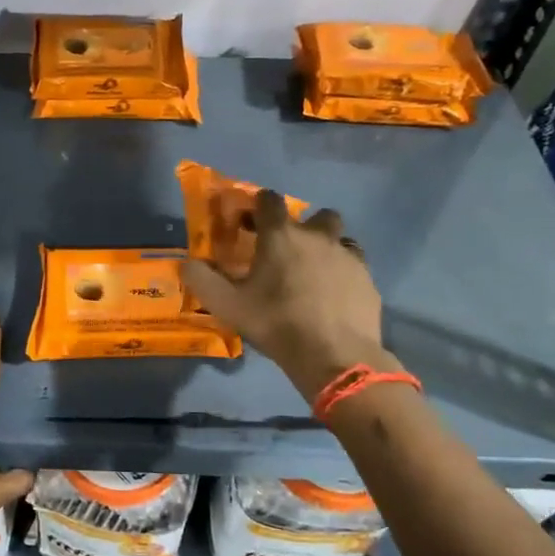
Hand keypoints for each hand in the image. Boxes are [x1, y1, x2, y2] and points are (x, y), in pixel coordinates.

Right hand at [182, 191, 392, 400]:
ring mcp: (348, 256)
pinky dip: (342, 273)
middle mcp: (318, 236)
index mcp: (281, 235)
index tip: (251, 222)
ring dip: (327, 247)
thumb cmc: (276, 323)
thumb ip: (202, 280)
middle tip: (288, 250)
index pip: (270, 200)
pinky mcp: (367, 279)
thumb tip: (187, 263)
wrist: (335, 355)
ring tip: (313, 272)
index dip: (259, 206)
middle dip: (303, 226)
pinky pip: (354, 265)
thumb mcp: (227, 305)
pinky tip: (333, 296)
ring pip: (340, 239)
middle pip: (316, 215)